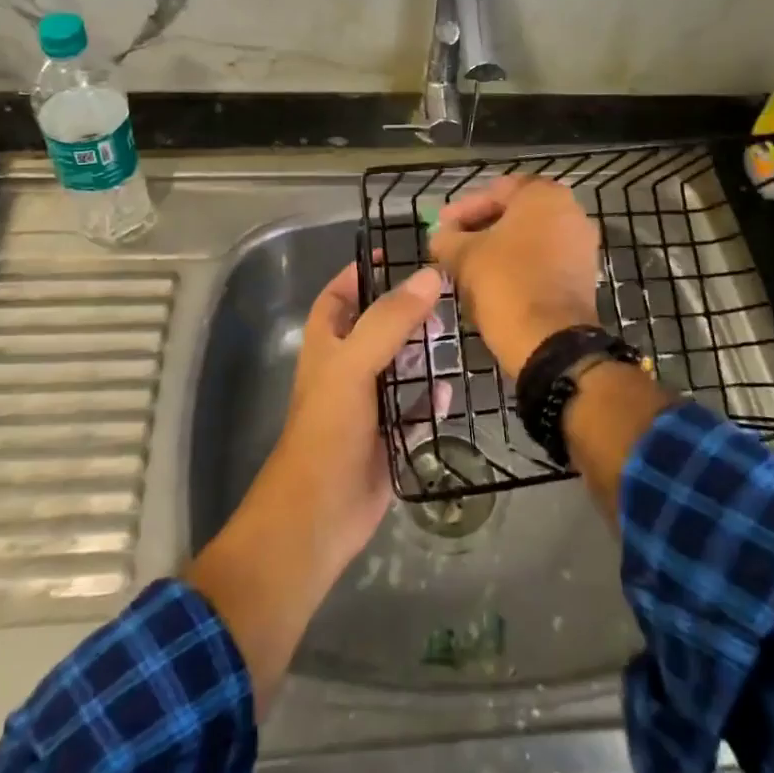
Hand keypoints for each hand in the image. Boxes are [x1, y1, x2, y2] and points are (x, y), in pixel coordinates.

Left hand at [260, 261, 444, 570]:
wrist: (318, 518)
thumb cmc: (327, 430)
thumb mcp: (353, 364)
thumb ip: (390, 320)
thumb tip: (431, 276)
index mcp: (327, 346)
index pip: (340, 296)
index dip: (362, 273)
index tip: (397, 254)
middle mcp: (346, 370)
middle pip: (377, 328)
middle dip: (406, 311)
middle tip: (445, 296)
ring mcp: (367, 406)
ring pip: (398, 368)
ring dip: (422, 353)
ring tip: (456, 332)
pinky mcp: (388, 439)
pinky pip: (414, 410)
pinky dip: (430, 398)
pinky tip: (451, 388)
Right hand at [430, 175, 601, 376]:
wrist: (552, 342)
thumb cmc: (506, 284)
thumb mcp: (464, 256)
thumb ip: (447, 238)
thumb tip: (440, 237)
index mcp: (544, 195)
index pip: (496, 190)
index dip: (462, 209)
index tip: (441, 228)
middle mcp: (570, 211)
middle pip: (514, 213)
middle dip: (479, 228)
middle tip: (451, 245)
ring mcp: (581, 244)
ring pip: (529, 238)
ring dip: (497, 248)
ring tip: (466, 266)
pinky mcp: (584, 275)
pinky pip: (544, 260)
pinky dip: (518, 266)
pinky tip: (492, 282)